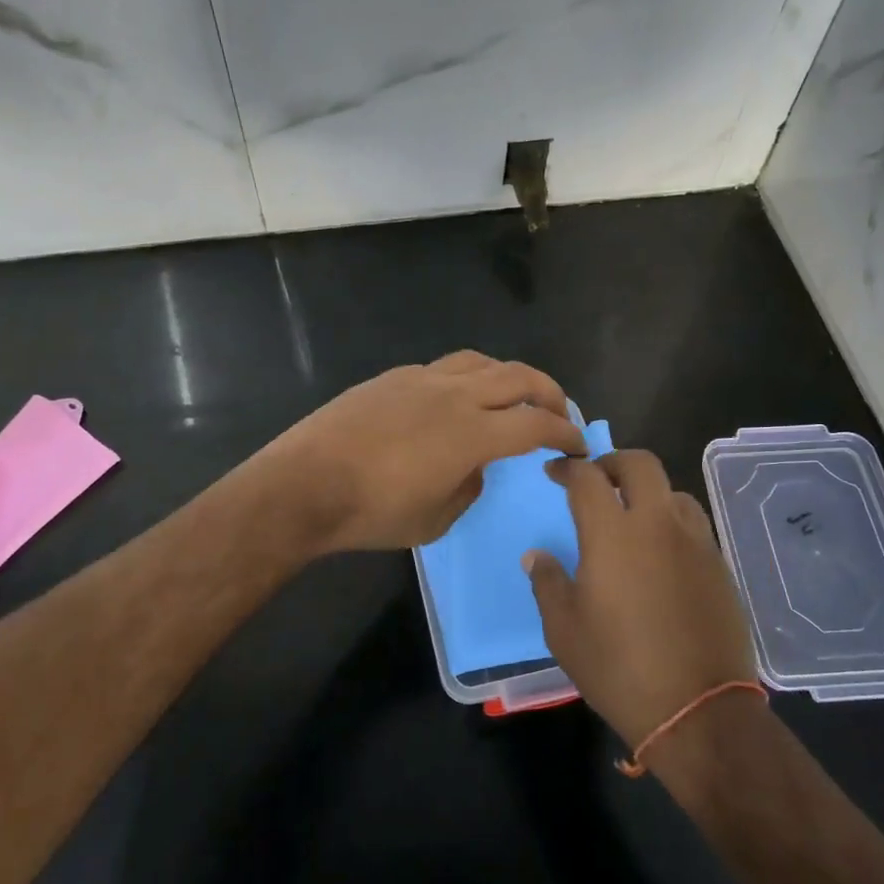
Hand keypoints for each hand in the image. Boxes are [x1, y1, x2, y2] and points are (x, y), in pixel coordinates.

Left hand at [261, 352, 587, 553]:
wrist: (304, 485)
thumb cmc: (371, 513)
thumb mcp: (434, 521)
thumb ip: (469, 488)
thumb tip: (477, 466)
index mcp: (472, 434)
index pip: (536, 423)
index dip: (566, 431)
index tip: (578, 444)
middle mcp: (454, 396)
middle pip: (519, 377)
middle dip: (550, 392)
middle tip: (560, 412)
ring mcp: (421, 380)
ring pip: (482, 362)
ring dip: (509, 377)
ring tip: (514, 396)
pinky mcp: (393, 378)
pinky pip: (444, 367)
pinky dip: (468, 378)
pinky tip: (457, 399)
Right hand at [527, 450, 760, 748]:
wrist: (698, 710)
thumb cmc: (618, 667)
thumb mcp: (564, 630)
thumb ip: (547, 582)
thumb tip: (537, 555)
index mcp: (612, 534)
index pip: (587, 478)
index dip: (567, 468)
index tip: (555, 472)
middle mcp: (657, 525)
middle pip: (640, 464)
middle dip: (613, 462)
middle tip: (597, 479)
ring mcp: (695, 543)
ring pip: (673, 491)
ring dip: (648, 492)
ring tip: (632, 516)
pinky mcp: (719, 566)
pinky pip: (693, 525)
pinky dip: (671, 522)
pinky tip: (661, 552)